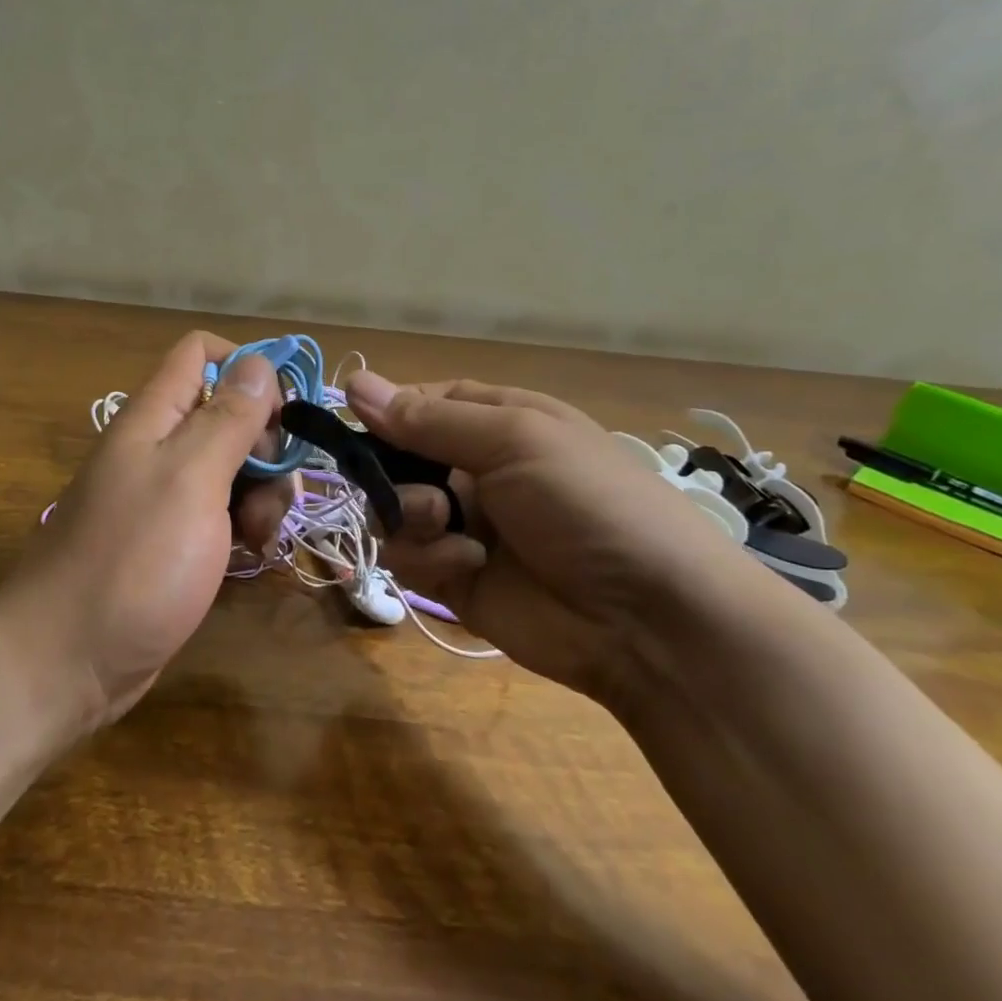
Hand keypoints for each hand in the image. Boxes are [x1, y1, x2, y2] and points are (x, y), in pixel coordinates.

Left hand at [0, 332, 285, 728]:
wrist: (67, 663)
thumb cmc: (132, 563)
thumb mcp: (190, 480)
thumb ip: (227, 419)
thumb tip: (260, 362)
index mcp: (153, 418)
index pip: (201, 354)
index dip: (248, 368)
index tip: (284, 413)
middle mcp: (159, 447)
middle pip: (229, 413)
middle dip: (266, 444)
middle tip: (273, 490)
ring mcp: (166, 496)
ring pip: (233, 466)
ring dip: (262, 492)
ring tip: (261, 535)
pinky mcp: (174, 540)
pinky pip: (223, 512)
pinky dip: (246, 525)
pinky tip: (252, 553)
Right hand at [345, 372, 749, 704]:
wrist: (648, 619)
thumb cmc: (587, 503)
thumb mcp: (515, 441)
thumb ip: (428, 419)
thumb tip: (353, 382)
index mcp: (497, 423)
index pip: (423, 404)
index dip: (388, 411)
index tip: (354, 422)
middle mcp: (475, 470)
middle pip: (397, 459)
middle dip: (392, 473)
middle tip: (413, 487)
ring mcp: (464, 525)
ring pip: (393, 509)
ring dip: (411, 517)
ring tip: (451, 530)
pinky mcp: (455, 578)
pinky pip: (408, 556)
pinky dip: (429, 559)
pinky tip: (469, 566)